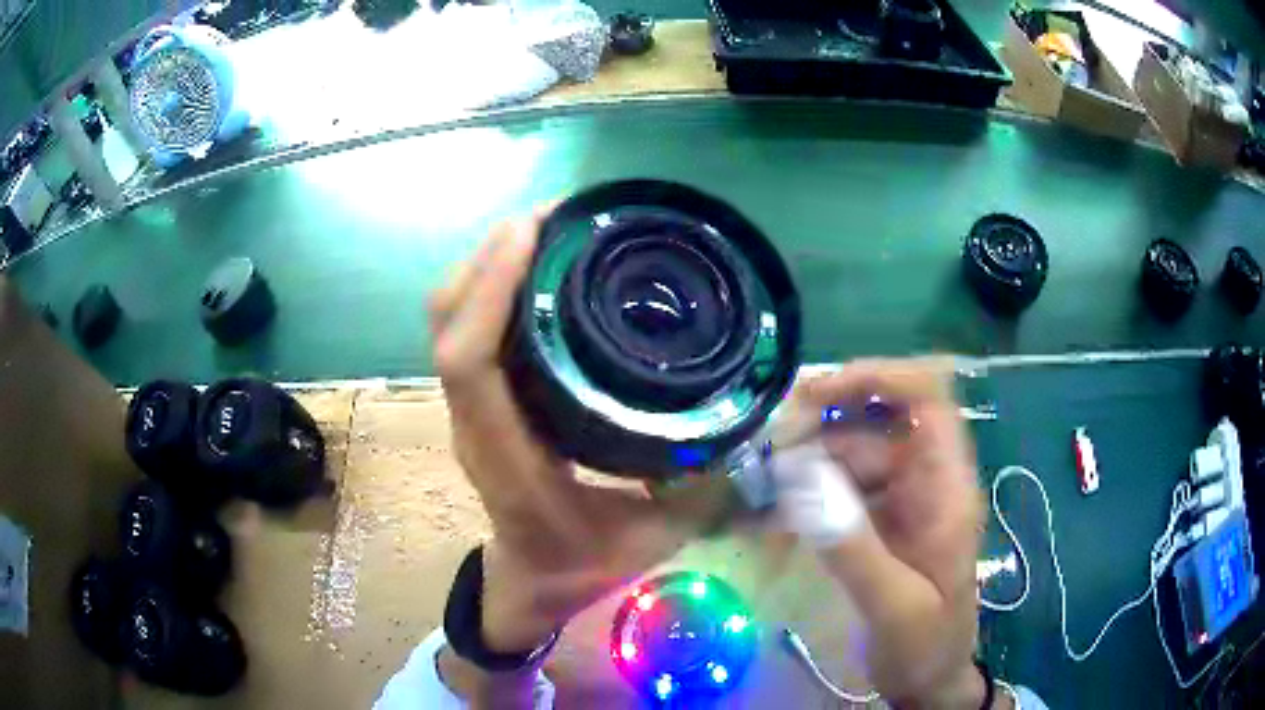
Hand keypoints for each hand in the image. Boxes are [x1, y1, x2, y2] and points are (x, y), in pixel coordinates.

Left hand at [427, 211, 725, 694]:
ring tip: (552, 227)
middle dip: (491, 255)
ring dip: (491, 262)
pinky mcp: (481, 401)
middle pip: (447, 323)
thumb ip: (698, 486)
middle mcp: (476, 427)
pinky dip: (496, 284)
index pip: (471, 366)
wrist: (531, 584)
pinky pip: (470, 329)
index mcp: (510, 465)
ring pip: (449, 319)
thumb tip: (743, 419)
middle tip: (557, 214)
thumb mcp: (654, 540)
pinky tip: (545, 267)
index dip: (491, 289)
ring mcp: (470, 411)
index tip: (533, 231)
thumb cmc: (583, 568)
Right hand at [787, 359, 989, 707]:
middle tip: (770, 443)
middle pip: (879, 422)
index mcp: (947, 488)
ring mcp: (900, 502)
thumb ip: (853, 548)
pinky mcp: (877, 523)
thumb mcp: (894, 604)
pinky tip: (769, 511)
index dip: (880, 378)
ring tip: (759, 482)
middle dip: (825, 421)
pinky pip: (838, 491)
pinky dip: (804, 494)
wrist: (928, 679)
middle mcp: (926, 482)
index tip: (817, 392)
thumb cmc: (926, 644)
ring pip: (852, 455)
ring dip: (807, 461)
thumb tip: (801, 485)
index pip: (929, 399)